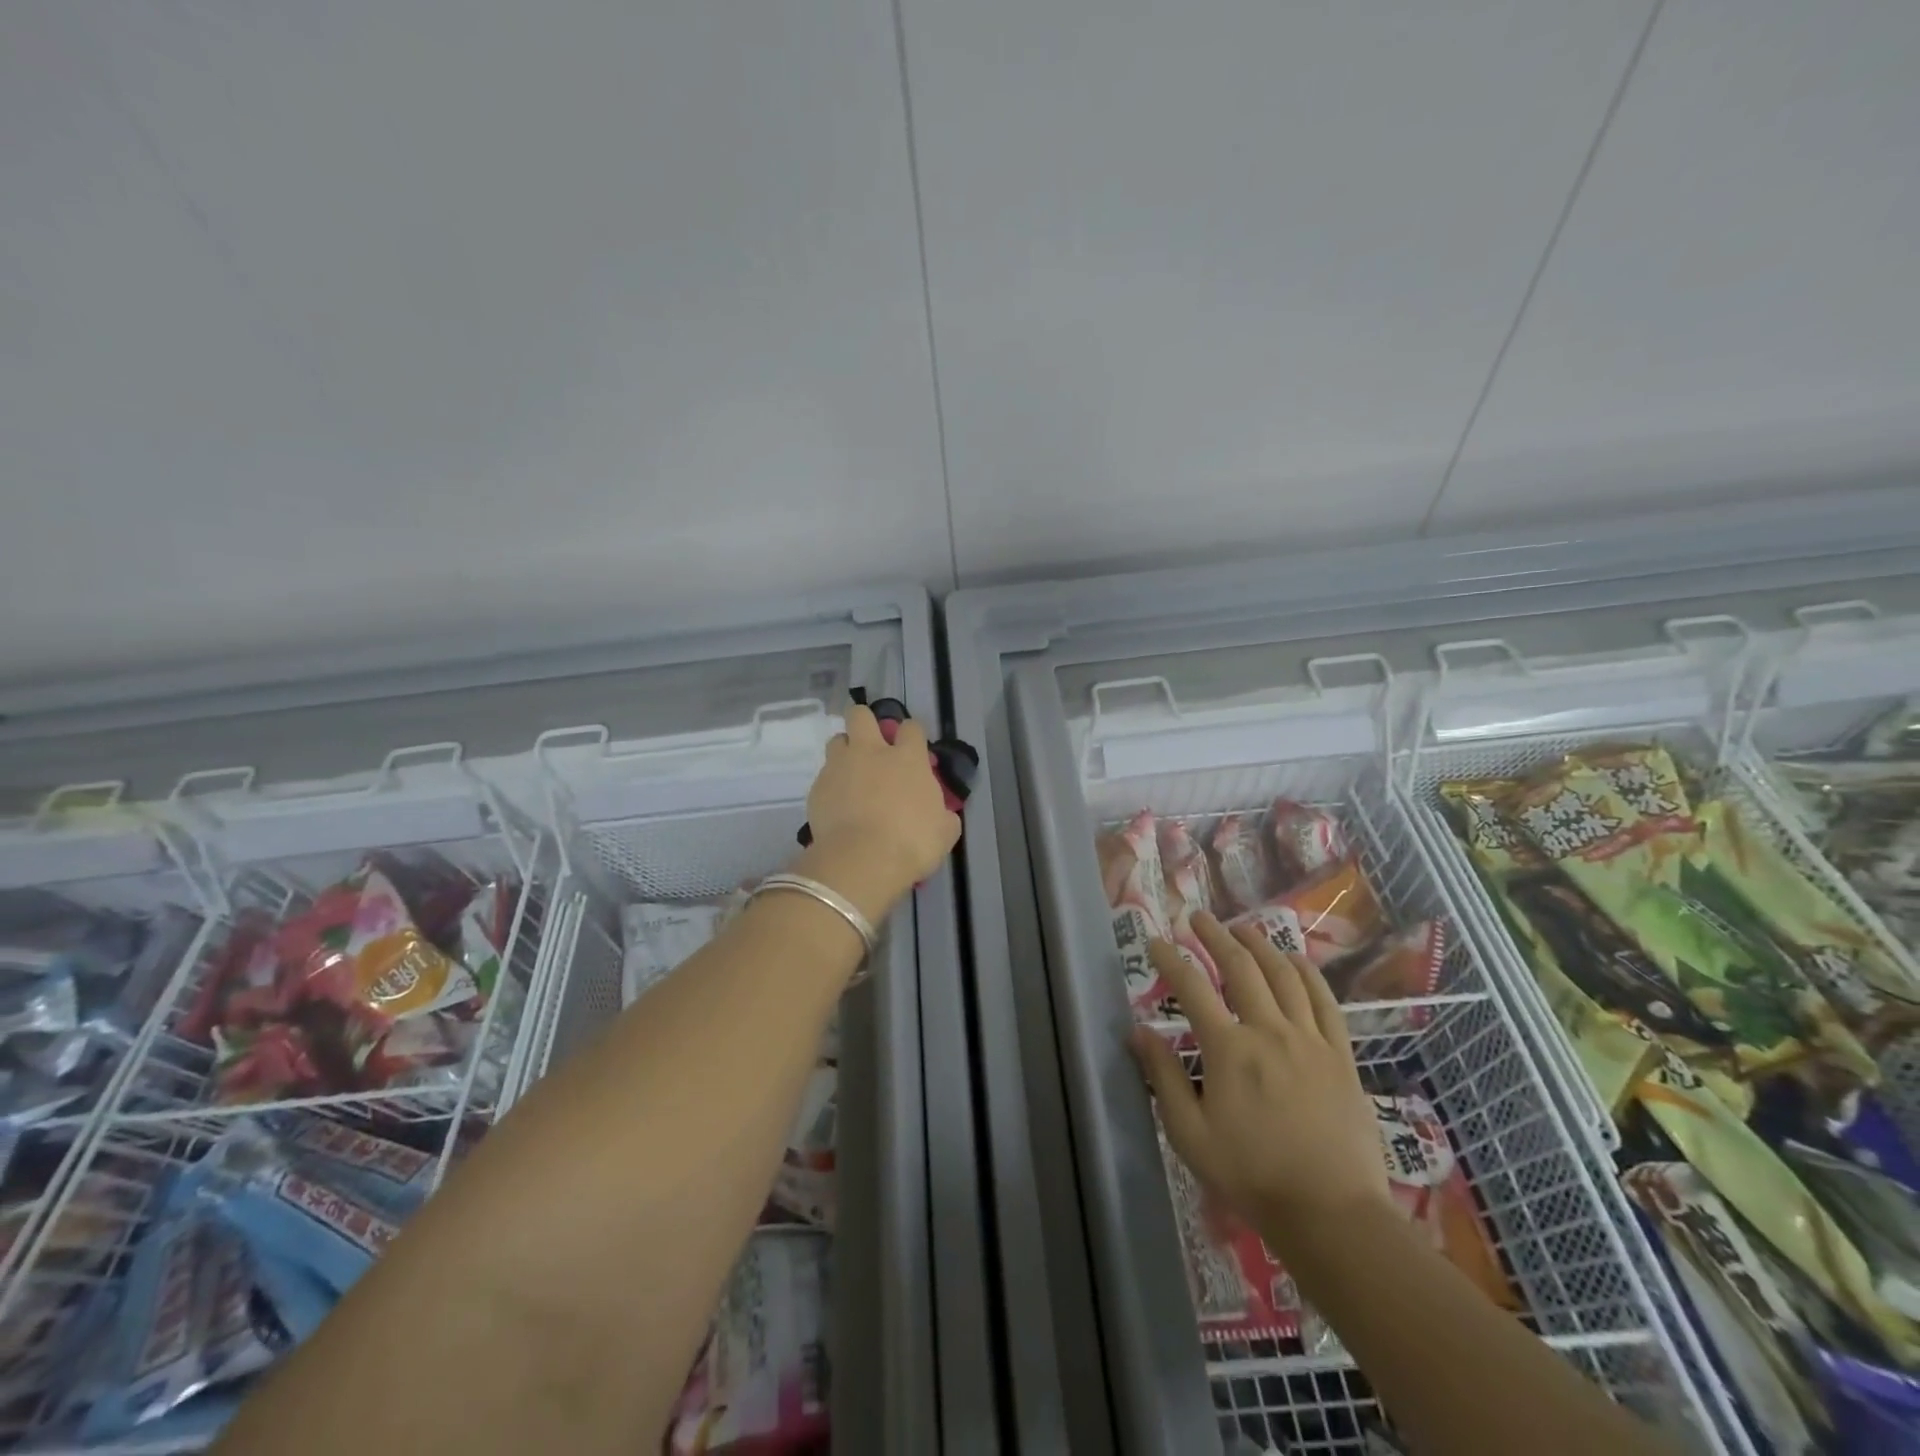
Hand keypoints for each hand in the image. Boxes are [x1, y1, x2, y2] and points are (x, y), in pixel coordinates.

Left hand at [795, 704, 960, 921]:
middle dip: (865, 722)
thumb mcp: (945, 832)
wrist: (862, 861)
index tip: (913, 749)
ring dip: (845, 752)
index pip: (911, 727)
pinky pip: (824, 777)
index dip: (912, 735)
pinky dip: (832, 786)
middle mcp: (871, 752)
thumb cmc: (912, 843)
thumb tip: (943, 814)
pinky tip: (838, 807)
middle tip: (871, 745)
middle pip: (861, 715)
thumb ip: (943, 815)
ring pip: (837, 740)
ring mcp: (840, 767)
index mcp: (907, 758)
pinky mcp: (817, 788)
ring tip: (851, 775)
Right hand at [1131, 913, 1388, 1249]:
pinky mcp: (1341, 1055)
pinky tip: (1295, 960)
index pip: (1192, 988)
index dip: (1170, 959)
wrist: (1332, 1213)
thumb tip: (1138, 1031)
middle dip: (1215, 936)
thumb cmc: (1252, 1176)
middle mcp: (1269, 1031)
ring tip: (1243, 928)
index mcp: (1229, 1050)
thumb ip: (1164, 1077)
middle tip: (1198, 918)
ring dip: (1260, 945)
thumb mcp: (1190, 1135)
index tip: (1154, 941)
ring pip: (1284, 975)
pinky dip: (1307, 973)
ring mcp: (1310, 1040)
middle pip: (1240, 967)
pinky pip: (1325, 1001)